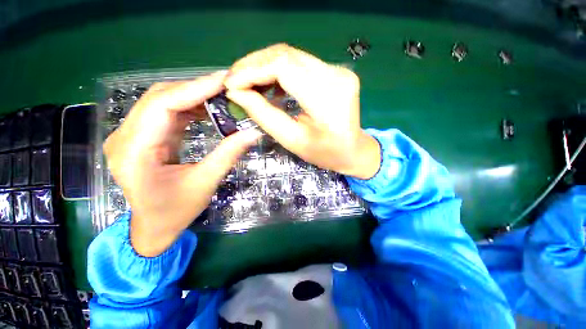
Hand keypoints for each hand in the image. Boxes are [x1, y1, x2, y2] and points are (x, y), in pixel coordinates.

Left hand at [103, 72, 261, 256]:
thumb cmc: (176, 211)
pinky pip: (164, 113)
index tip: (223, 81)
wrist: (153, 227)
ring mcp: (130, 136)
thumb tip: (253, 133)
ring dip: (192, 96)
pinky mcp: (141, 137)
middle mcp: (125, 137)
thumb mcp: (205, 182)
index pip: (162, 106)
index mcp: (134, 152)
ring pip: (161, 102)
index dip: (195, 89)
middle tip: (226, 87)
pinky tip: (206, 109)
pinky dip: (187, 107)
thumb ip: (228, 154)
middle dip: (195, 89)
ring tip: (220, 96)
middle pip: (159, 98)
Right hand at [224, 44, 380, 178]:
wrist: (353, 150)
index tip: (231, 84)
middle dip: (254, 65)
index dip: (252, 71)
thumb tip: (236, 93)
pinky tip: (269, 84)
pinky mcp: (336, 71)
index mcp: (328, 99)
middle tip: (235, 80)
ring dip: (264, 66)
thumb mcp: (292, 140)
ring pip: (291, 55)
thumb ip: (264, 115)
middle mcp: (336, 76)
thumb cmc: (325, 153)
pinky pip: (300, 63)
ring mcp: (338, 70)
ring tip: (248, 82)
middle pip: (286, 55)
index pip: (284, 67)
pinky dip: (279, 70)